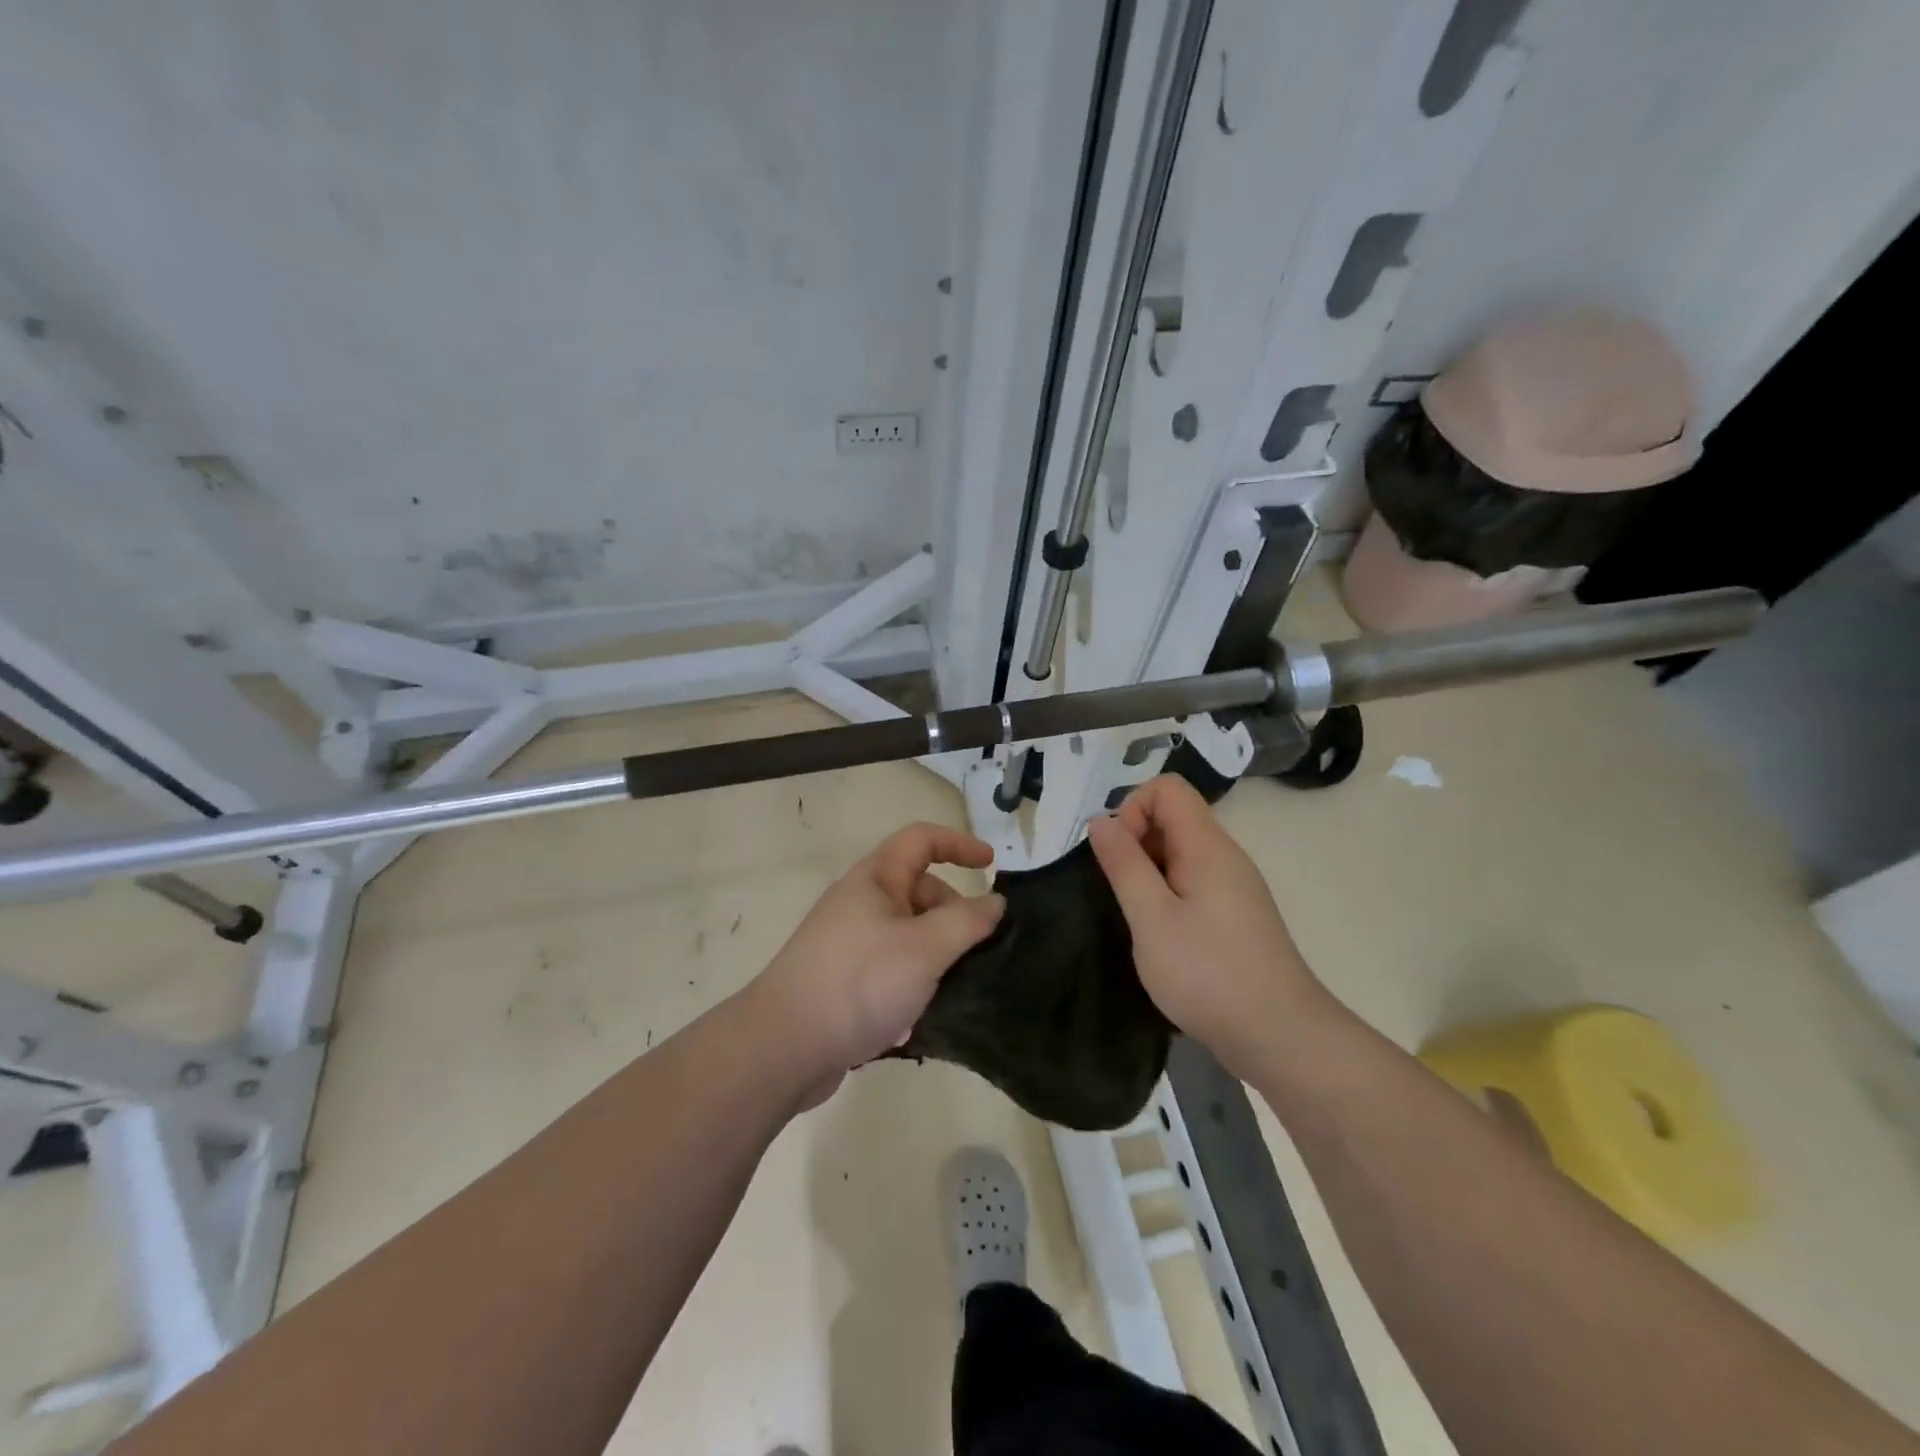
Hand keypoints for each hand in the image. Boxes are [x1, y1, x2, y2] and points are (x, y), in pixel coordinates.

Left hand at [749, 823, 1004, 1097]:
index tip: (992, 867)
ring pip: (910, 934)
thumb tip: (995, 903)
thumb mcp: (925, 949)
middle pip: (919, 891)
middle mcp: (861, 903)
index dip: (959, 844)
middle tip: (974, 952)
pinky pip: (892, 968)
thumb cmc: (859, 983)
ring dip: (937, 955)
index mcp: (875, 879)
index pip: (922, 840)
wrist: (783, 1047)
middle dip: (953, 914)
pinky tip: (920, 1017)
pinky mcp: (845, 980)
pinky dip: (914, 983)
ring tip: (951, 990)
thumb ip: (967, 922)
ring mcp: (850, 943)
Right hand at [1087, 776, 1324, 1078]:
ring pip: (1178, 852)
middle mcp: (1224, 856)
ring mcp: (1232, 886)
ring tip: (1134, 916)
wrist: (1279, 1037)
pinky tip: (1157, 934)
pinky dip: (1164, 893)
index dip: (1133, 809)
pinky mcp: (1232, 915)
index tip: (1117, 856)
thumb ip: (1124, 865)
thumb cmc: (1209, 974)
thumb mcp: (1152, 918)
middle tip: (1119, 891)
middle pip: (1172, 817)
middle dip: (1135, 841)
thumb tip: (1101, 820)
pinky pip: (1190, 881)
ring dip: (1146, 871)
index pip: (1167, 788)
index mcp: (1208, 846)